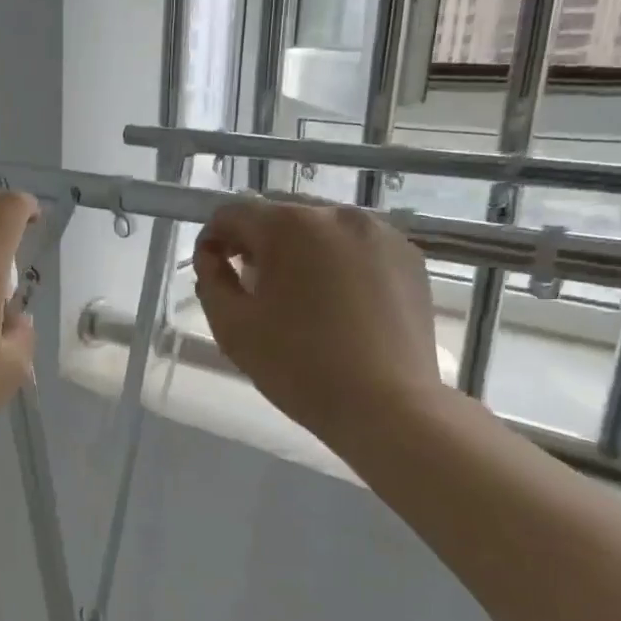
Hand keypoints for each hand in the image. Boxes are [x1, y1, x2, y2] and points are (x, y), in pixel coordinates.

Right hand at [194, 199, 444, 448]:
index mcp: (290, 226)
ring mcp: (380, 234)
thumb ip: (211, 279)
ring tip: (298, 298)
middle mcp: (337, 214)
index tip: (212, 272)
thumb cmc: (298, 366)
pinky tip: (336, 304)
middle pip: (280, 217)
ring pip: (320, 231)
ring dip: (298, 253)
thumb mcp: (232, 326)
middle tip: (253, 289)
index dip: (213, 239)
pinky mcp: (409, 257)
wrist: (388, 407)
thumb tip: (213, 256)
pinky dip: (337, 263)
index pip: (234, 213)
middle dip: (257, 245)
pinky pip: (356, 247)